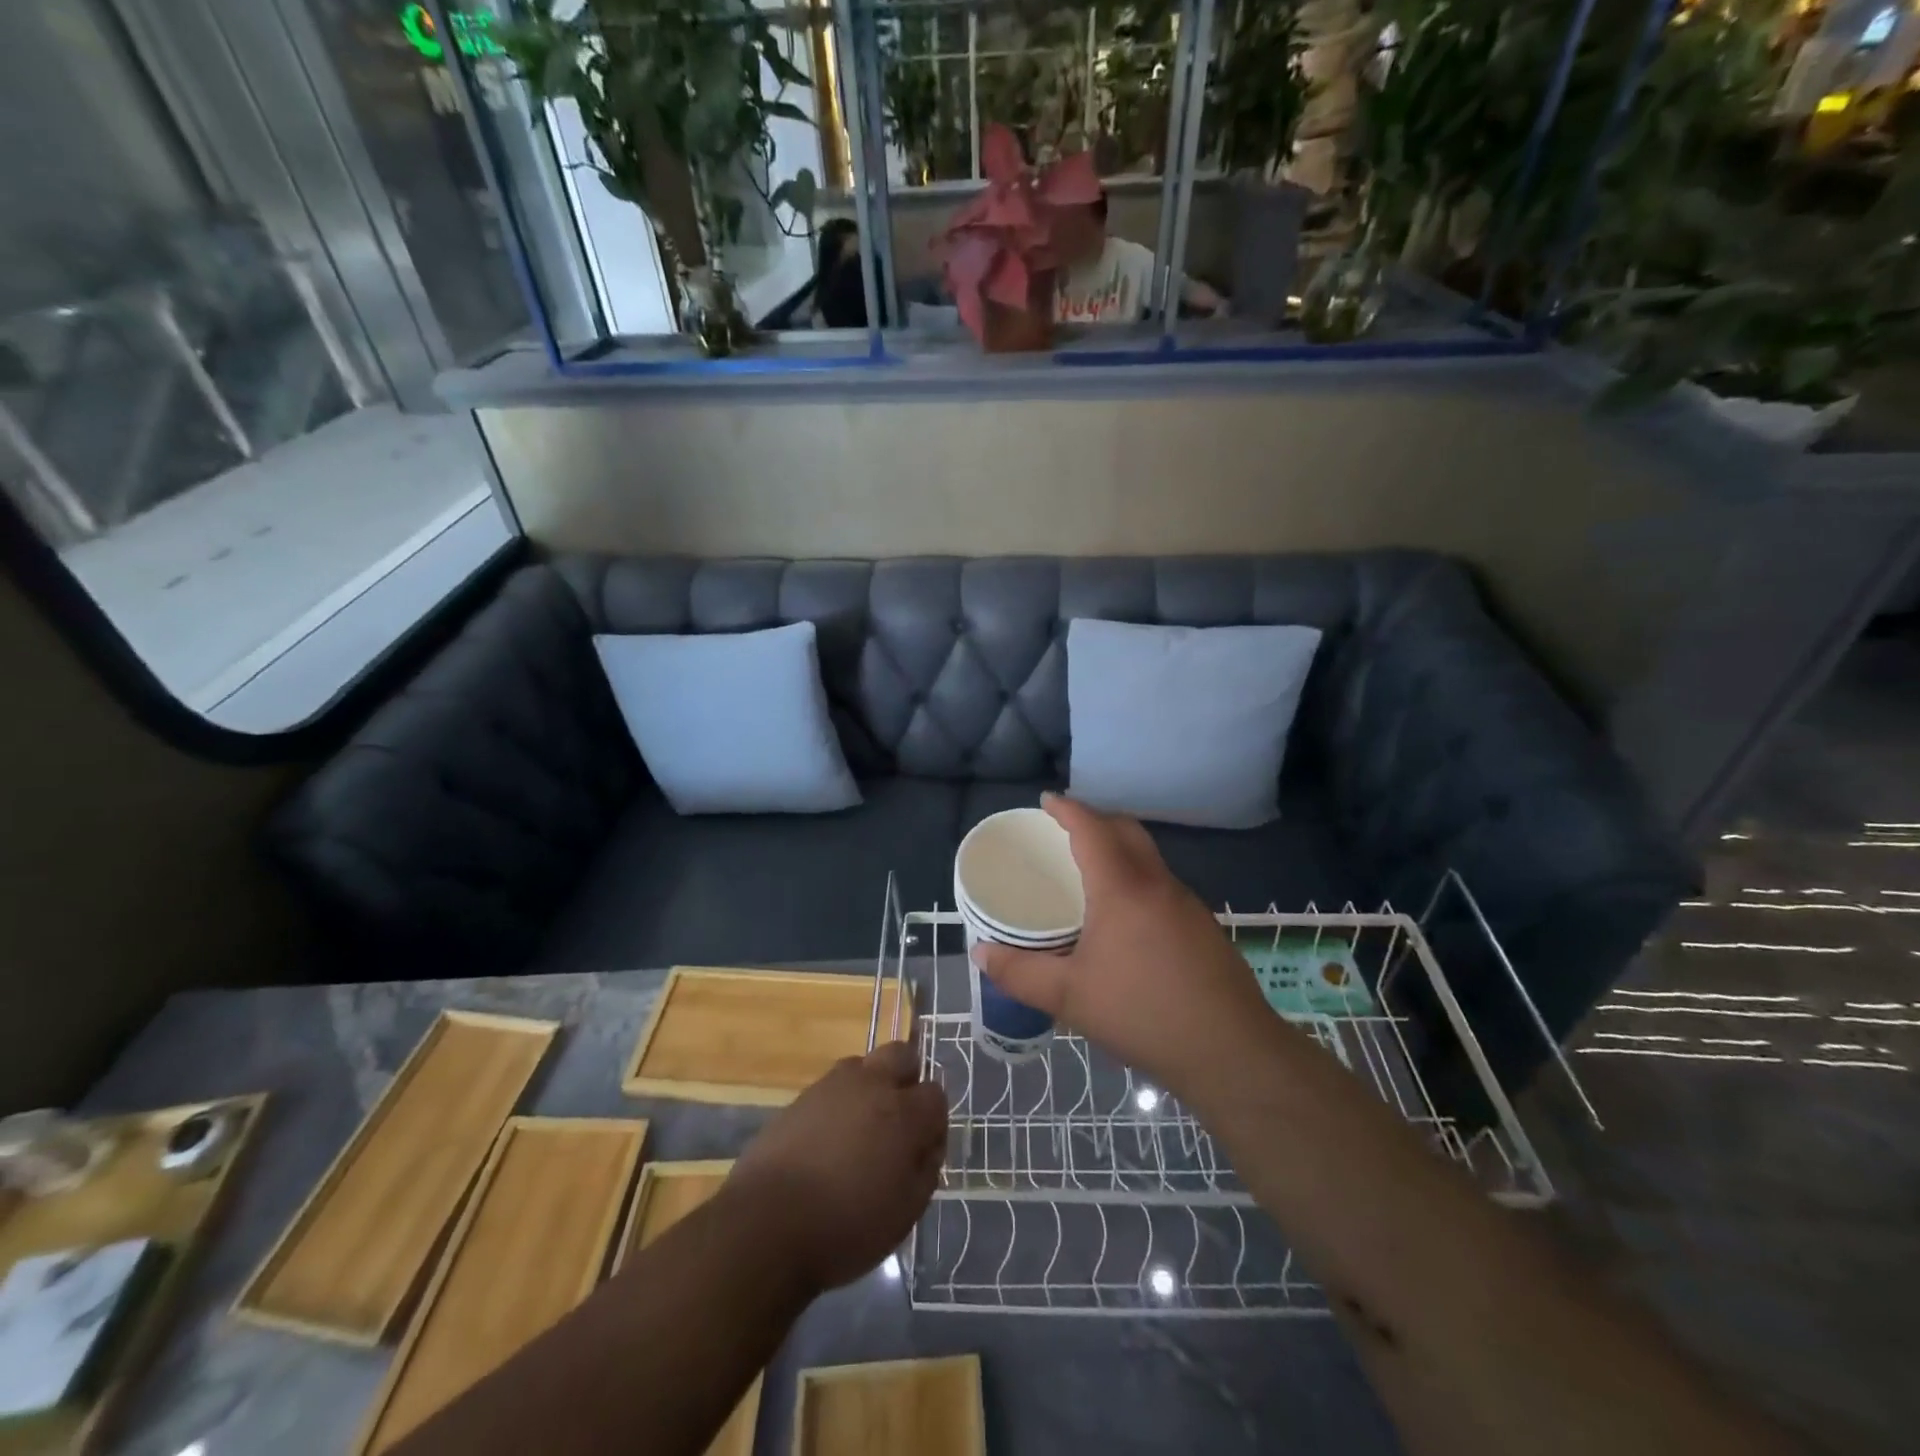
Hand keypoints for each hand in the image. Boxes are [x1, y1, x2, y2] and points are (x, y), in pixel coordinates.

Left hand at [726, 1042, 946, 1293]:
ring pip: (864, 1065)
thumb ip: (926, 1169)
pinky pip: (832, 1087)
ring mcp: (832, 1085)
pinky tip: (828, 1141)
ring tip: (860, 1130)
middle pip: (902, 1055)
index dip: (934, 1121)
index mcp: (903, 1112)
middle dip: (907, 1079)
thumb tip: (928, 1144)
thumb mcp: (905, 1212)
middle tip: (898, 1122)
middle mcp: (871, 1084)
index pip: (935, 1094)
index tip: (924, 1150)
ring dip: (871, 1087)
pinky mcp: (801, 1096)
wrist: (766, 1225)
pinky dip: (839, 1104)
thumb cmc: (846, 1226)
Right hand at [974, 794, 1272, 1099]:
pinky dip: (1137, 878)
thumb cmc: (1143, 1015)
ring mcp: (1188, 905)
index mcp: (1122, 889)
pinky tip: (1126, 915)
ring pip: (1149, 857)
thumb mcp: (1069, 997)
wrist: (1232, 1053)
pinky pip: (1163, 884)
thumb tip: (980, 954)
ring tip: (1090, 870)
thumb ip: (1020, 973)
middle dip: (1096, 819)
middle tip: (1065, 829)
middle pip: (1127, 831)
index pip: (1093, 828)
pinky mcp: (1204, 927)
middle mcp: (1158, 884)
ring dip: (1120, 849)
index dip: (1068, 809)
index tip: (1047, 800)